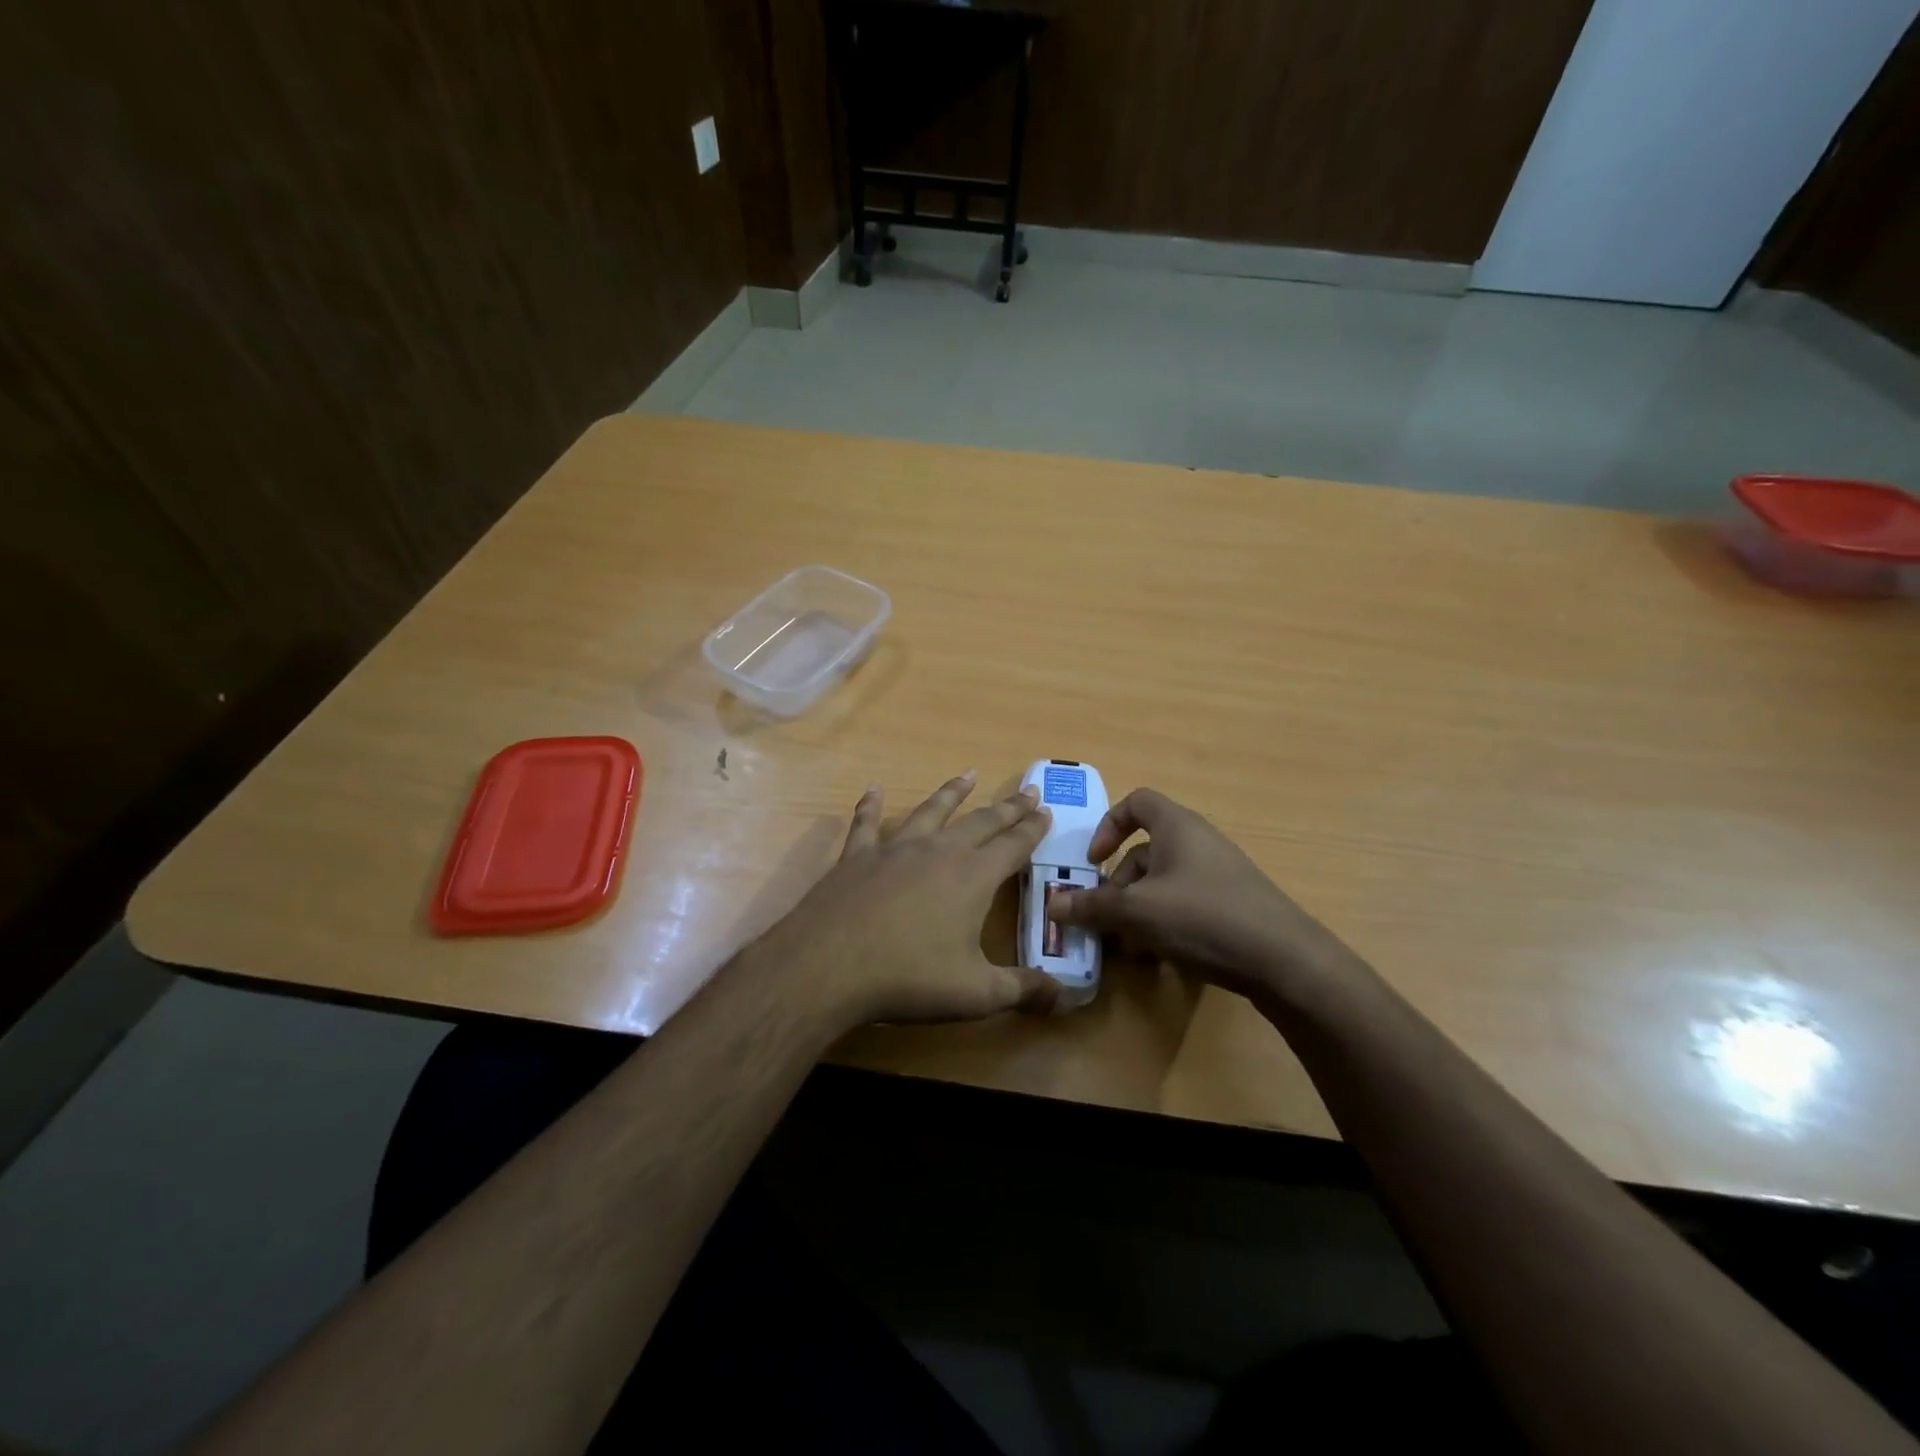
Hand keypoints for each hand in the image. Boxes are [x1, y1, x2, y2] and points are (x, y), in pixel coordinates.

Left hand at [749, 771, 1058, 1030]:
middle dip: (1007, 807)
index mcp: (973, 877)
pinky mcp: (857, 856)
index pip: (1013, 846)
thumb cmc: (909, 978)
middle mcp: (938, 852)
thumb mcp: (976, 994)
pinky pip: (866, 823)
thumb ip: (1023, 991)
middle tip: (1027, 790)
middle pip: (981, 822)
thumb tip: (1066, 997)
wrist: (829, 965)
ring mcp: (895, 849)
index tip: (1047, 810)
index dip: (1033, 829)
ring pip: (931, 812)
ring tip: (968, 775)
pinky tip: (873, 790)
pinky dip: (871, 806)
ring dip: (952, 793)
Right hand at [1044, 787, 1351, 1001]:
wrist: (1285, 960)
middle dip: (1118, 886)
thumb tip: (1053, 906)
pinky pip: (1186, 904)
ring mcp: (1219, 874)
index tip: (1093, 861)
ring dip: (1138, 910)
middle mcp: (1198, 842)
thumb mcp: (1138, 912)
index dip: (1108, 825)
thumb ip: (1092, 907)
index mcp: (1176, 827)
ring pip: (1163, 883)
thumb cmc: (1203, 917)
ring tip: (1130, 947)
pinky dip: (1165, 923)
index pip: (1136, 802)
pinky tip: (1161, 958)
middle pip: (1144, 851)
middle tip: (1104, 919)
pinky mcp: (1233, 904)